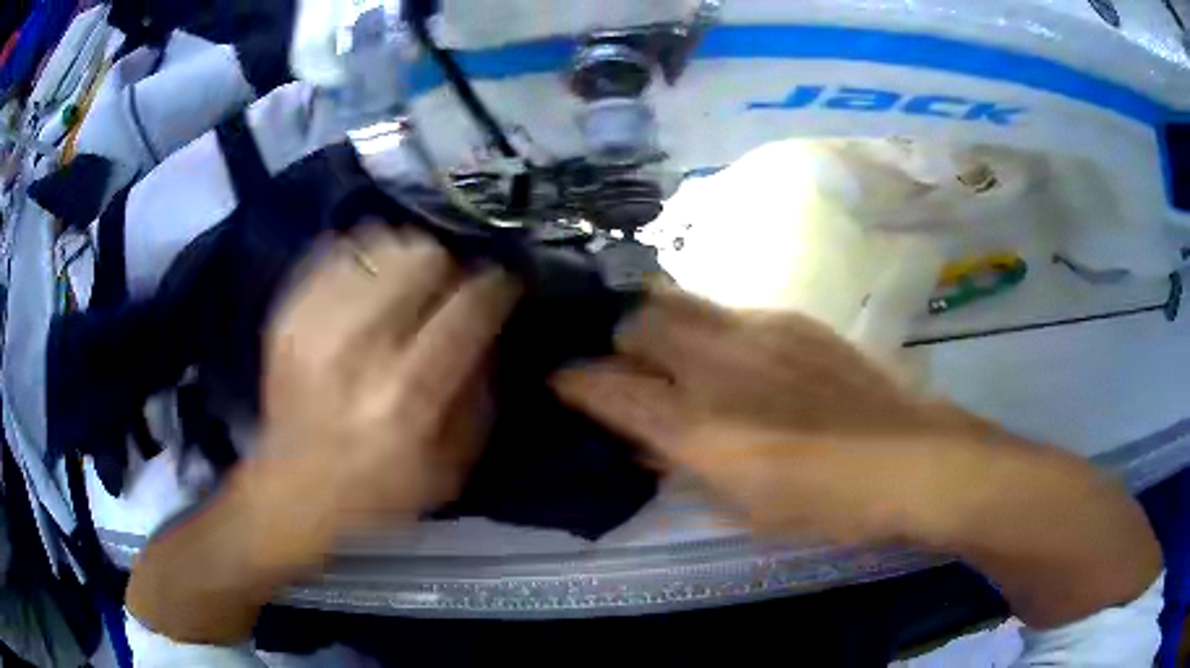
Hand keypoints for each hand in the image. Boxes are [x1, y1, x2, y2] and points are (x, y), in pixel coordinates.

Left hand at [256, 225, 519, 555]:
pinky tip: (367, 285)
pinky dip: (363, 259)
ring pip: (380, 243)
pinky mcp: (287, 314)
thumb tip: (491, 329)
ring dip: (404, 259)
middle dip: (448, 266)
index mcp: (405, 397)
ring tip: (405, 286)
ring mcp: (314, 324)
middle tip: (447, 289)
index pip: (467, 309)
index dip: (496, 286)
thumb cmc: (379, 489)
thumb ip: (480, 394)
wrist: (292, 490)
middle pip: (422, 258)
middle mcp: (357, 349)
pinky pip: (336, 250)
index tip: (503, 286)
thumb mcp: (452, 466)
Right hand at [552, 287, 961, 544]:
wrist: (909, 458)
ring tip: (672, 352)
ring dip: (659, 323)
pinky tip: (734, 355)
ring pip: (679, 300)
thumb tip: (645, 439)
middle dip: (618, 341)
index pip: (605, 387)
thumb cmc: (824, 504)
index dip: (572, 382)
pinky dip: (710, 326)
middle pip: (637, 321)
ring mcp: (756, 330)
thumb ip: (683, 464)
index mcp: (697, 427)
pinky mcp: (791, 318)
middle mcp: (716, 365)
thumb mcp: (741, 507)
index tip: (561, 383)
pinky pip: (727, 309)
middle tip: (628, 368)